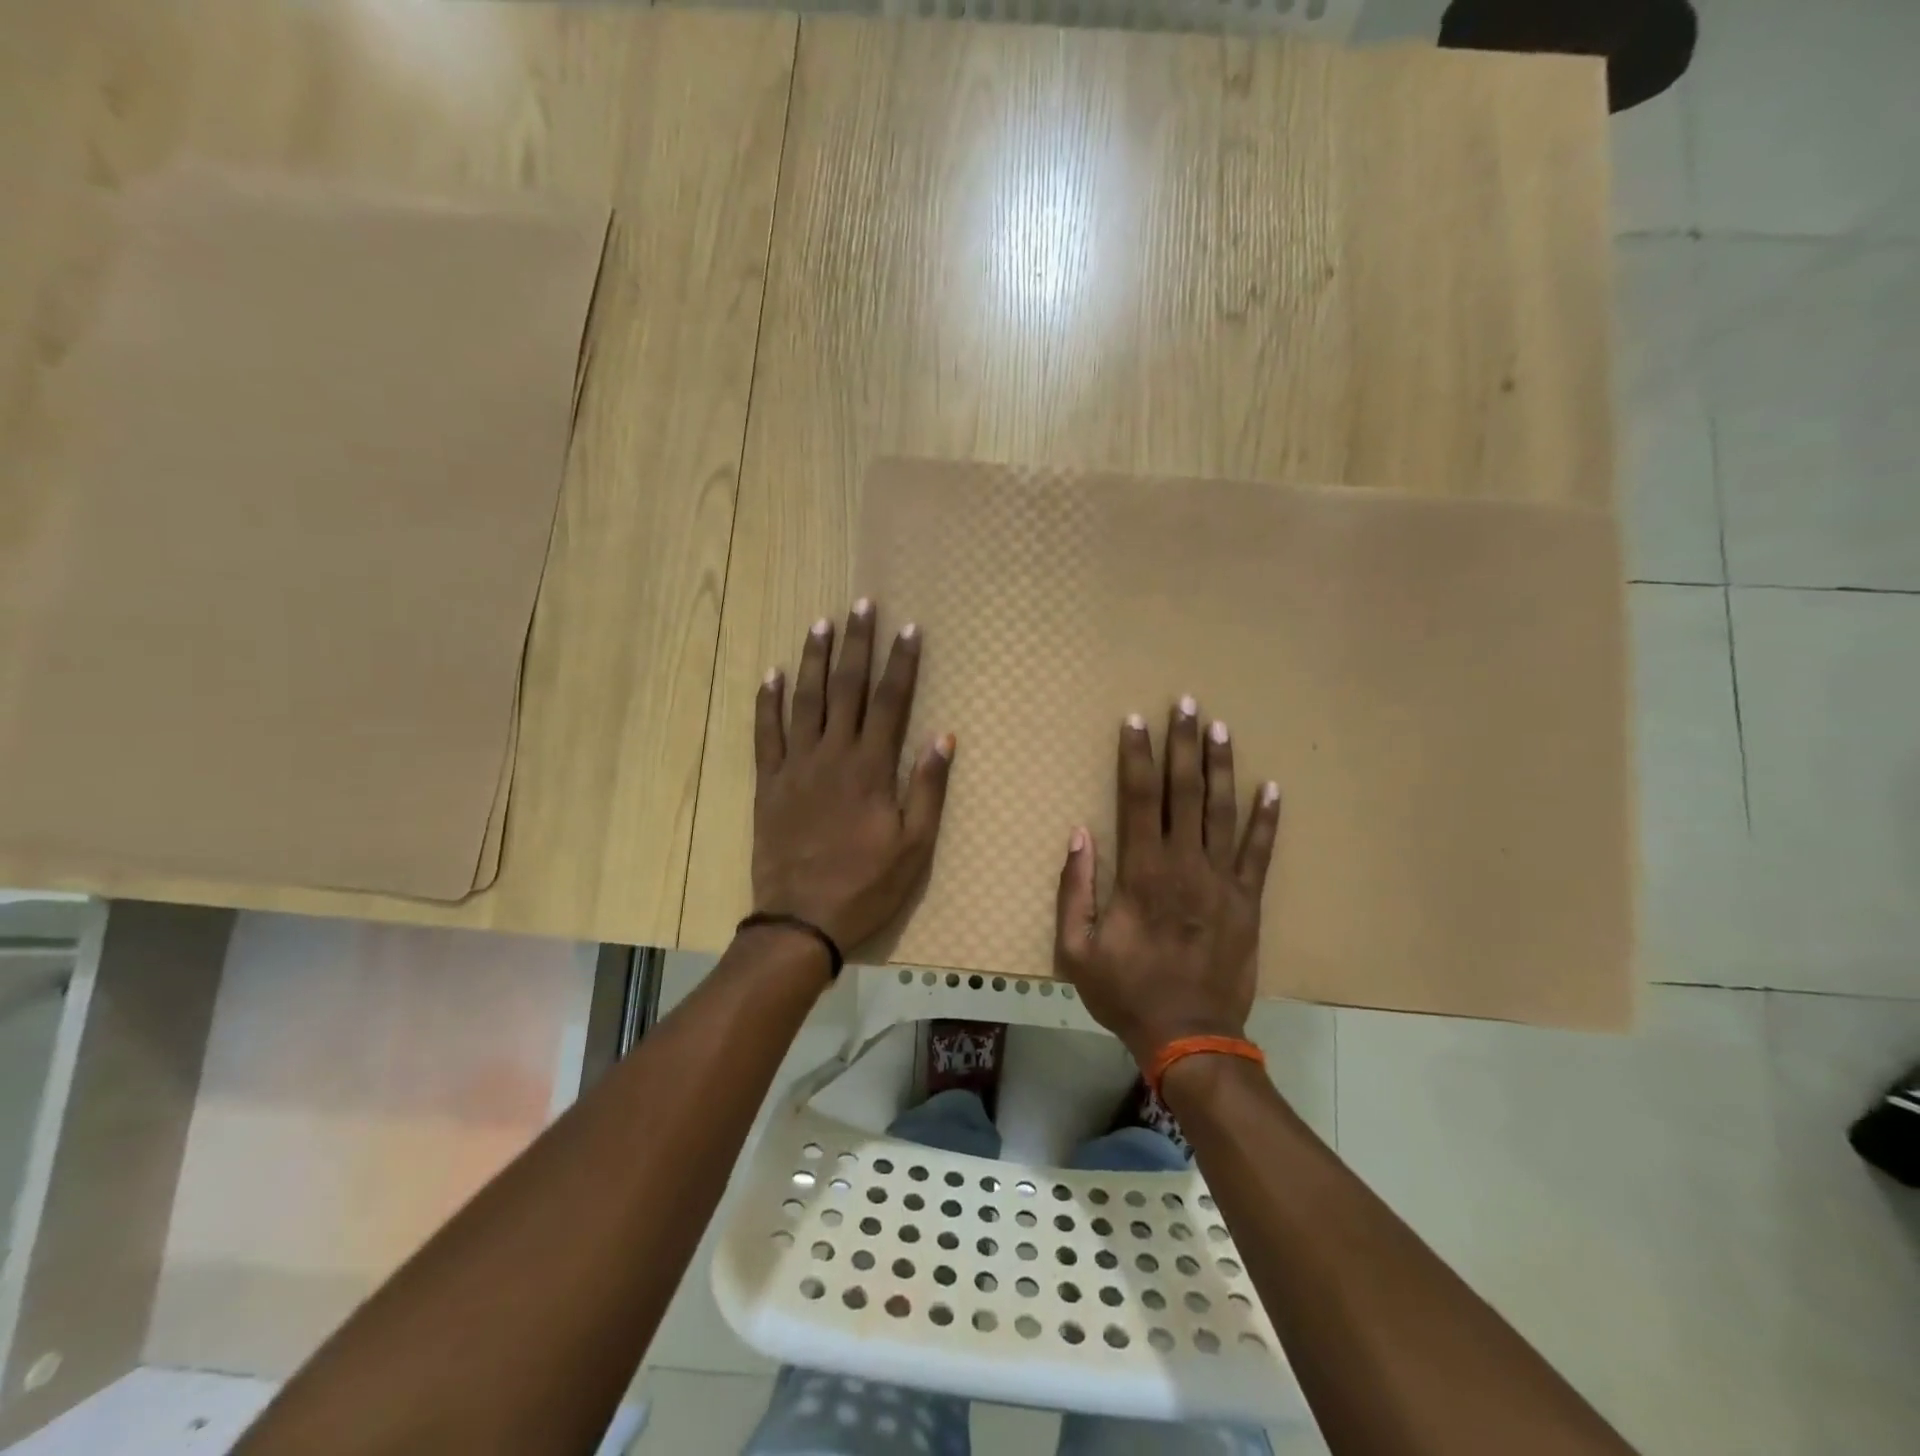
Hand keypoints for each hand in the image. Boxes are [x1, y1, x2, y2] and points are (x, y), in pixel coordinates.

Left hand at [752, 600, 954, 952]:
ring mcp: (796, 766)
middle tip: (861, 605)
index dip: (902, 663)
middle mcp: (833, 755)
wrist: (801, 920)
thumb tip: (943, 737)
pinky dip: (767, 702)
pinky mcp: (768, 783)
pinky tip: (770, 674)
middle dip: (857, 644)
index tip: (908, 628)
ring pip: (805, 700)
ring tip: (821, 623)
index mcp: (871, 768)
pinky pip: (765, 734)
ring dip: (814, 659)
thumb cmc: (867, 885)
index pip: (891, 702)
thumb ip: (927, 788)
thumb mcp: (914, 845)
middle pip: (847, 688)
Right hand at [1053, 699, 1280, 1065]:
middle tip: (1185, 703)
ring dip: (1221, 766)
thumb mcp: (1077, 949)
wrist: (1190, 1037)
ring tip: (1220, 727)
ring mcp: (1222, 881)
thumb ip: (1075, 888)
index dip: (1136, 756)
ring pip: (1223, 811)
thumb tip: (1078, 834)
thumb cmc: (1127, 992)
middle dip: (1183, 744)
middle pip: (1184, 791)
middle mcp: (1185, 864)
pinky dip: (1266, 818)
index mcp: (1141, 872)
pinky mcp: (1249, 901)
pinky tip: (1272, 787)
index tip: (1135, 720)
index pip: (1137, 798)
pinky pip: (1260, 852)